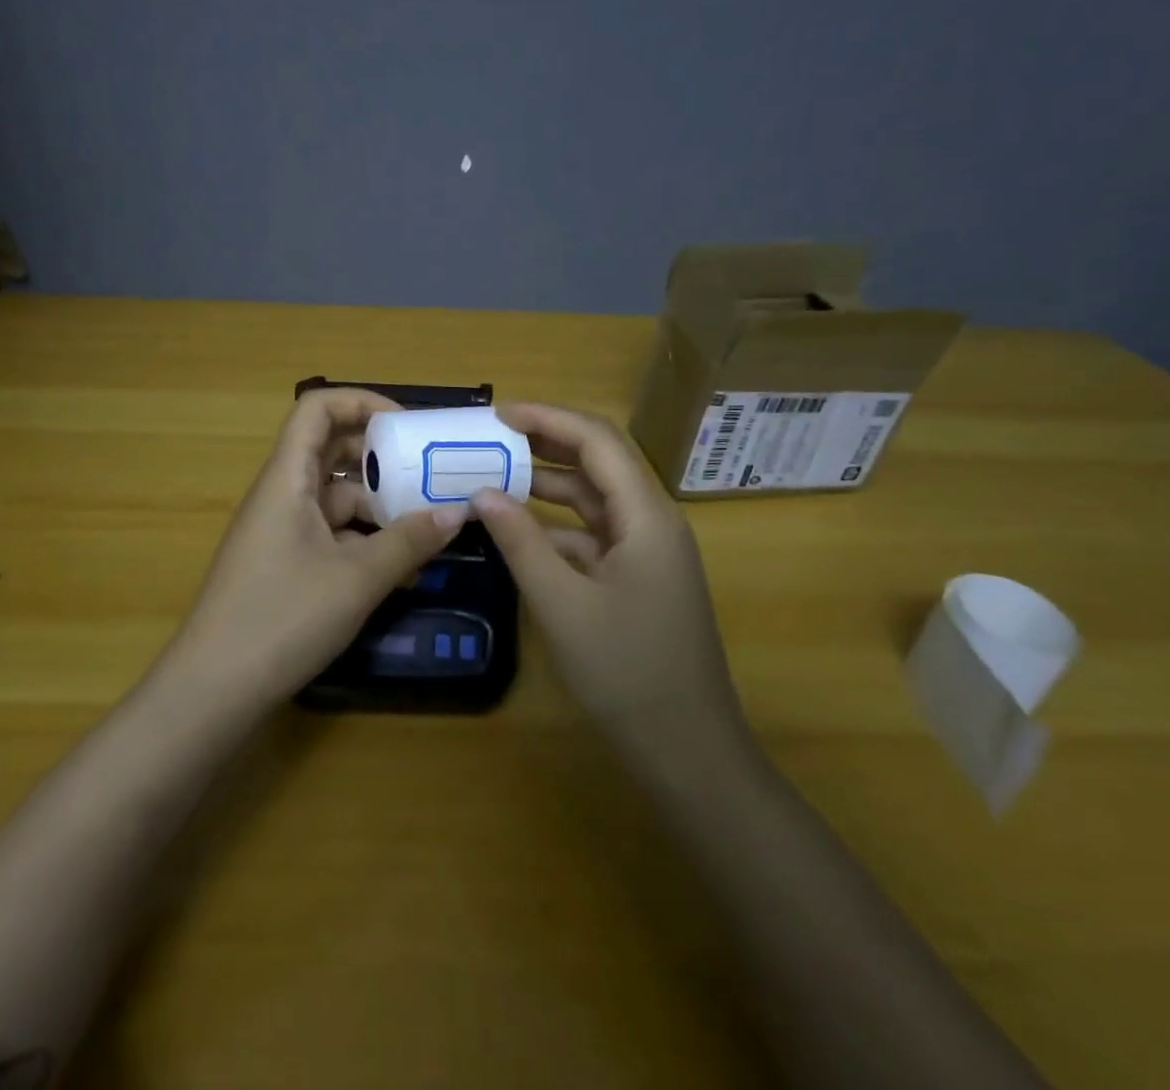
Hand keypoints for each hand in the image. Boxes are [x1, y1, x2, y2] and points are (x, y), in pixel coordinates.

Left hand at [165, 388, 469, 707]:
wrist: (213, 691)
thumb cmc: (281, 617)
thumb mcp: (356, 578)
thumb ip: (409, 541)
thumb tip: (457, 512)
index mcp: (288, 478)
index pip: (317, 407)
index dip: (363, 402)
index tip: (408, 428)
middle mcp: (283, 494)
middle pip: (333, 450)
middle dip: (383, 457)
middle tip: (432, 472)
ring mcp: (283, 530)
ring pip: (338, 497)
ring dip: (381, 505)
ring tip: (431, 524)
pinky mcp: (287, 563)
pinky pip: (333, 534)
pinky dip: (367, 540)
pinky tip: (404, 568)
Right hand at [471, 403, 748, 759]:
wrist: (688, 754)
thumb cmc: (628, 674)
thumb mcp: (562, 605)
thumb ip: (521, 542)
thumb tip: (480, 493)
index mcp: (646, 517)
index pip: (597, 441)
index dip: (547, 418)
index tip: (497, 415)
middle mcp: (652, 522)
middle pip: (597, 463)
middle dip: (545, 443)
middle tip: (488, 437)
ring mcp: (646, 552)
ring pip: (593, 499)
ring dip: (547, 484)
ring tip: (492, 474)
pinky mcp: (636, 578)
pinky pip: (592, 535)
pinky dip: (555, 526)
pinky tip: (517, 530)